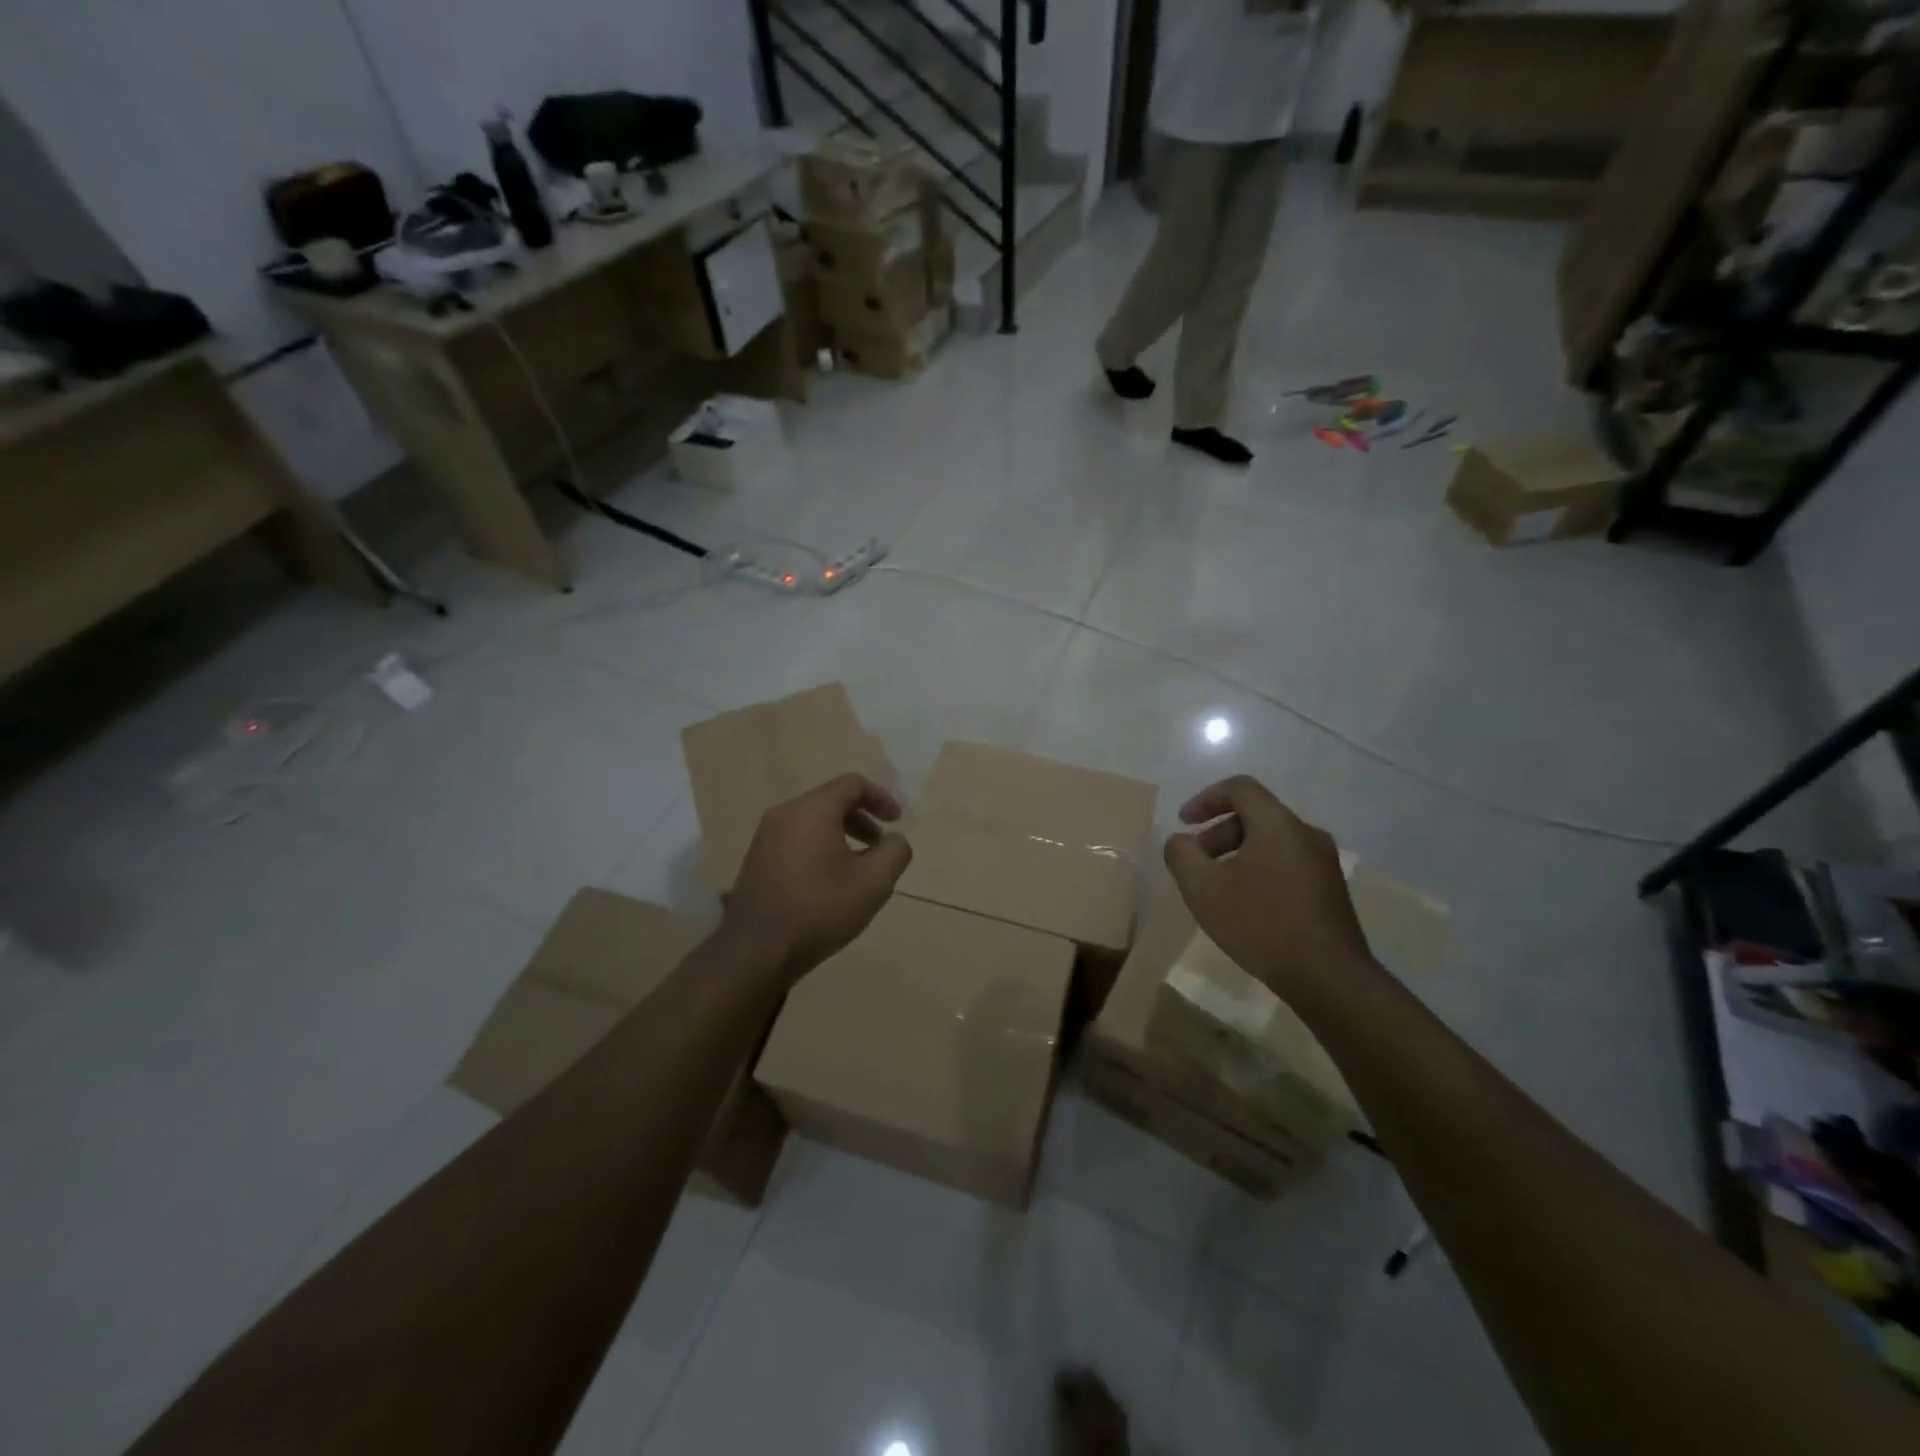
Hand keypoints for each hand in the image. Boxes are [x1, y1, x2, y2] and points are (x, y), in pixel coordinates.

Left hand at [721, 773, 912, 980]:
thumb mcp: (874, 882)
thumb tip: (894, 839)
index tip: (897, 821)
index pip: (853, 784)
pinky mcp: (756, 859)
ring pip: (812, 820)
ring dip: (841, 834)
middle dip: (862, 818)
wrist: (756, 950)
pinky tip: (829, 880)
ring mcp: (765, 836)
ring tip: (858, 866)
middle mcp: (785, 813)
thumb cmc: (820, 909)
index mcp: (813, 809)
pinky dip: (820, 846)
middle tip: (880, 845)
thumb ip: (895, 851)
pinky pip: (796, 838)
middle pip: (831, 800)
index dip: (881, 798)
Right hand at [1162, 775, 1373, 995]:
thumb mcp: (1203, 888)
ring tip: (1218, 888)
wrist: (1328, 977)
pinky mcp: (1331, 889)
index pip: (1239, 788)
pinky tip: (1247, 906)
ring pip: (1272, 842)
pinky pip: (1287, 863)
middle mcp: (1306, 833)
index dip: (1206, 799)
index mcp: (1277, 823)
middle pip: (1255, 815)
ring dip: (1238, 854)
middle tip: (1196, 863)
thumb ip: (1181, 854)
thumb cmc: (1260, 923)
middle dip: (1218, 833)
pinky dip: (1260, 870)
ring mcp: (1324, 862)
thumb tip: (1181, 841)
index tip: (1184, 823)